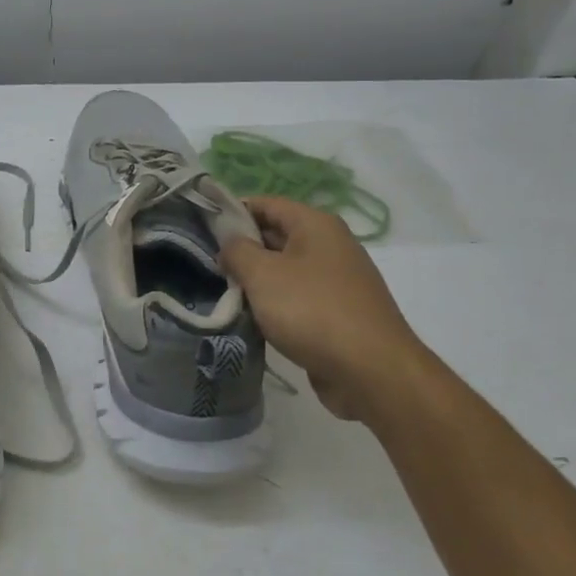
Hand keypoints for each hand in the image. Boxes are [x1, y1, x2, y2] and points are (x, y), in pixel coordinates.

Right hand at [219, 196, 434, 423]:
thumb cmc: (312, 311)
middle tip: (207, 264)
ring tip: (224, 293)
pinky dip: (276, 305)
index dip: (233, 211)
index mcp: (316, 225)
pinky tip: (253, 320)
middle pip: (276, 235)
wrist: (372, 372)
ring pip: (285, 270)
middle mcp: (330, 245)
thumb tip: (229, 244)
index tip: (203, 229)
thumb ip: (237, 250)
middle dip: (242, 249)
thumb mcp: (262, 274)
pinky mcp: (339, 313)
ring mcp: (337, 280)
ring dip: (256, 281)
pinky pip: (298, 298)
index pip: (266, 203)